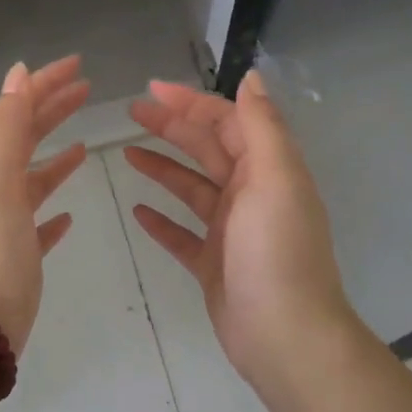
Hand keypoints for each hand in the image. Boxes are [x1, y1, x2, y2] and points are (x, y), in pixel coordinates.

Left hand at [0, 55, 89, 355]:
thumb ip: (6, 124)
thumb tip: (18, 72)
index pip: (19, 110)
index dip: (46, 84)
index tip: (79, 65)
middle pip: (27, 139)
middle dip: (54, 110)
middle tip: (87, 90)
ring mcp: (7, 224)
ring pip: (34, 180)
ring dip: (56, 158)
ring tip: (84, 145)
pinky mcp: (20, 256)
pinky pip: (39, 225)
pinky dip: (54, 212)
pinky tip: (70, 215)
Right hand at [125, 71, 360, 407]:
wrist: (284, 334)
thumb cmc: (276, 250)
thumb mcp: (275, 178)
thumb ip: (261, 125)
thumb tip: (251, 77)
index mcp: (267, 169)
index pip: (226, 122)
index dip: (191, 102)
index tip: (151, 90)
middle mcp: (251, 194)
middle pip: (206, 150)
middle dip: (171, 128)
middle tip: (131, 113)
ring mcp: (230, 231)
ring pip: (190, 189)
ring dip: (162, 169)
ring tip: (126, 155)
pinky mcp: (213, 264)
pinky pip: (182, 235)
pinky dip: (161, 221)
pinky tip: (137, 212)